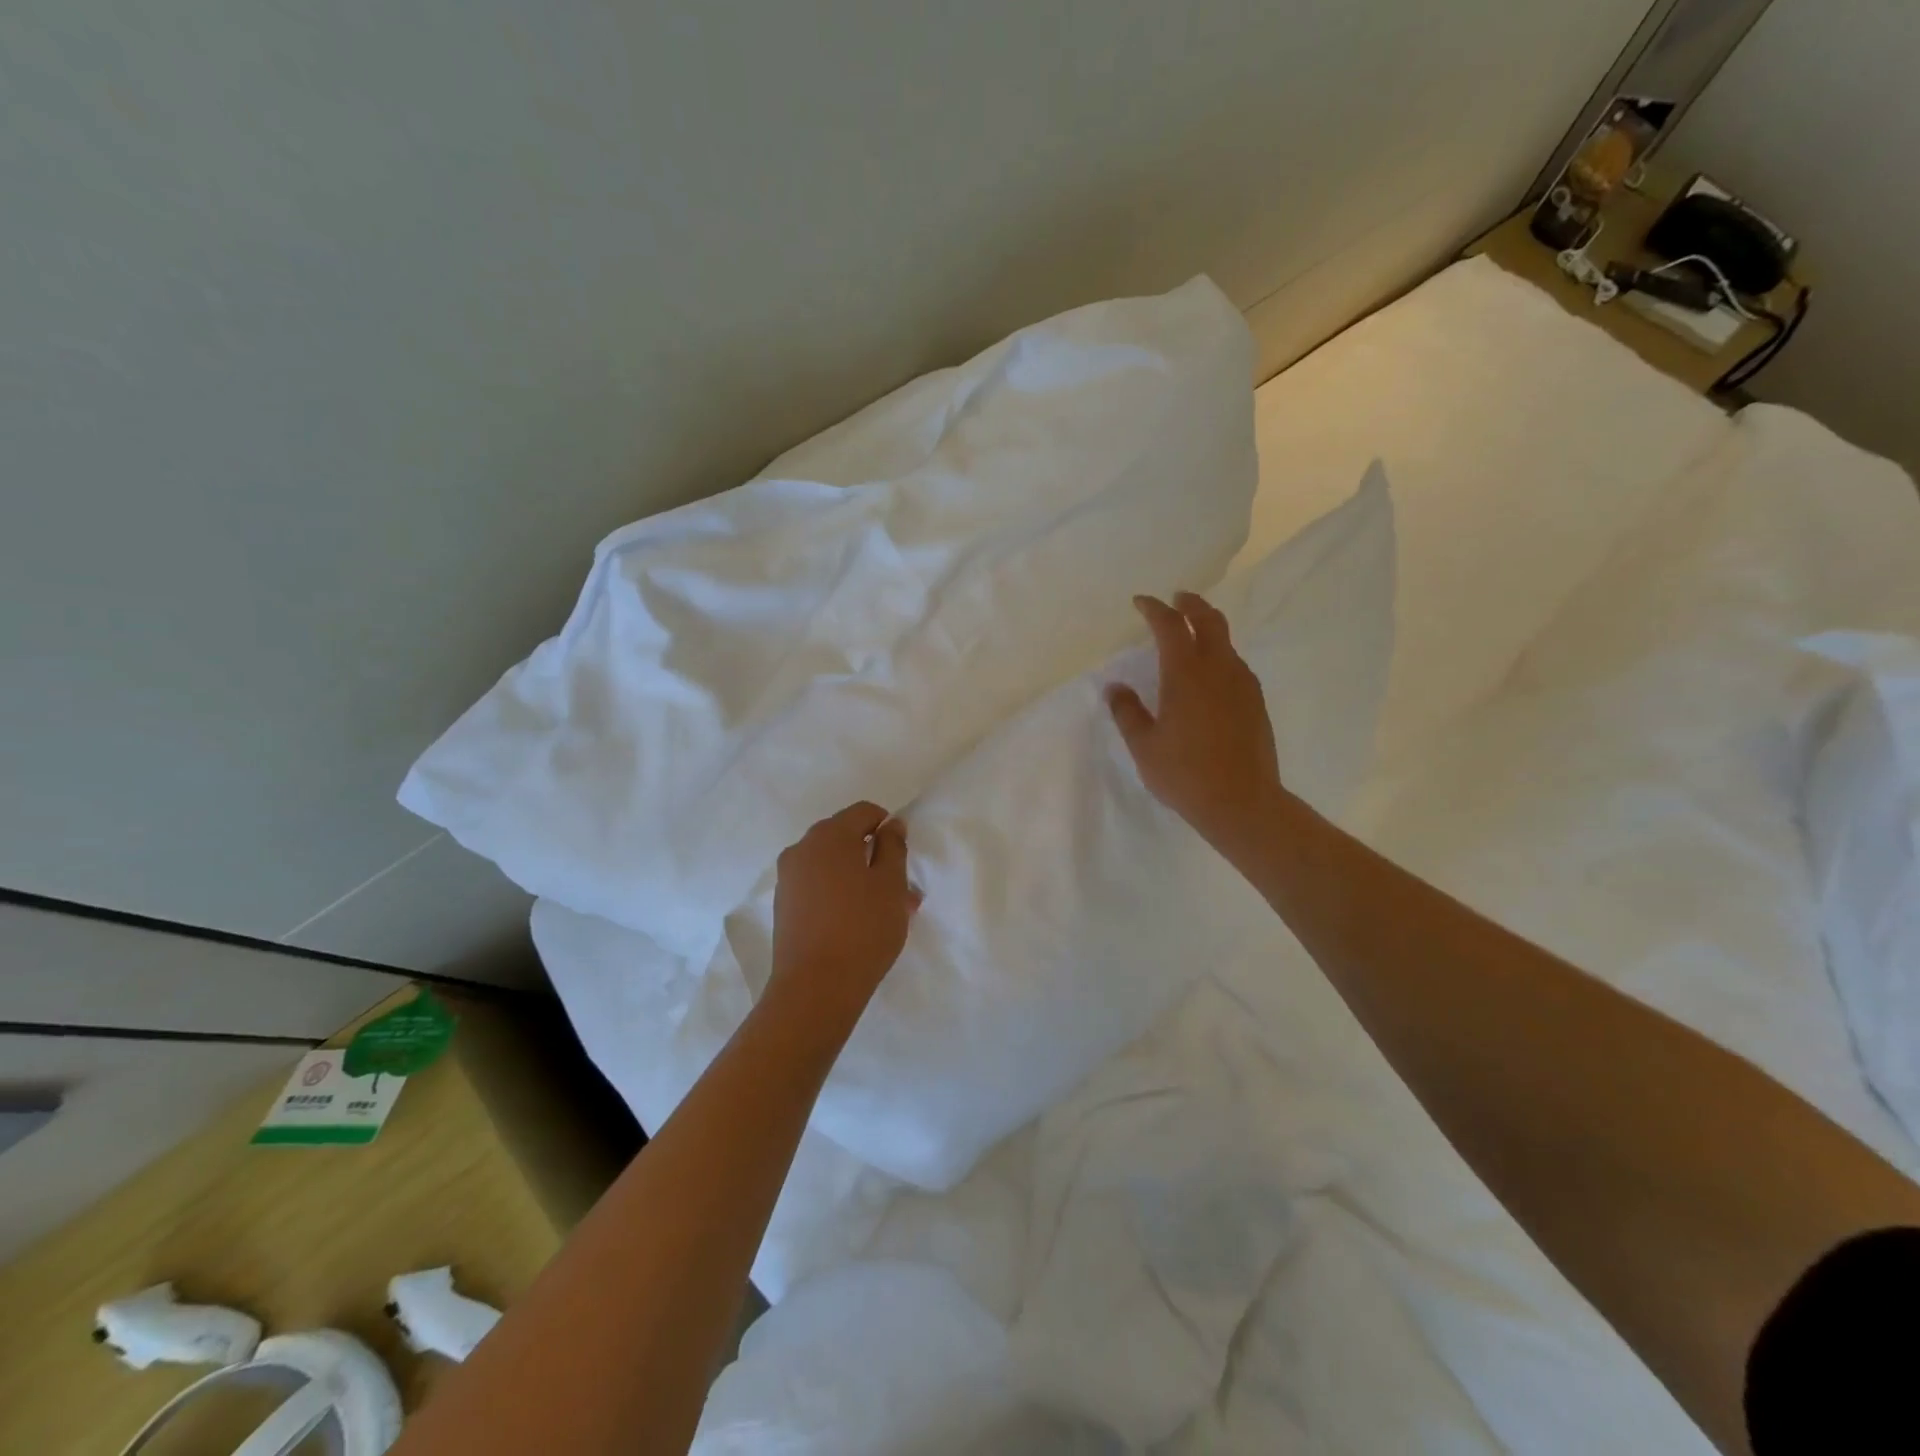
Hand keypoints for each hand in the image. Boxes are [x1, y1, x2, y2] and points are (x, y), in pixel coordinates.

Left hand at [769, 802, 919, 1029]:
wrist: (815, 988)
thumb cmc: (862, 929)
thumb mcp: (891, 884)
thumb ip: (894, 847)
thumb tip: (891, 824)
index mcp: (829, 835)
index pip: (864, 812)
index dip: (888, 828)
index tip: (902, 859)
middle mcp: (802, 848)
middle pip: (845, 837)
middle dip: (873, 855)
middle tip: (899, 889)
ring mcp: (788, 878)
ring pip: (832, 864)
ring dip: (858, 877)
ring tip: (883, 911)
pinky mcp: (783, 905)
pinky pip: (817, 885)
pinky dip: (839, 893)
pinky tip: (857, 922)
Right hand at [1107, 592, 1283, 852]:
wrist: (1242, 803)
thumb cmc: (1184, 773)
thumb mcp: (1144, 745)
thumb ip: (1127, 712)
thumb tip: (1115, 688)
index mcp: (1186, 673)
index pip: (1170, 625)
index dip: (1154, 609)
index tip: (1141, 602)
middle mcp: (1218, 668)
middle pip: (1209, 620)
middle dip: (1191, 604)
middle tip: (1177, 599)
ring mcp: (1242, 684)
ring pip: (1226, 642)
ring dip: (1208, 629)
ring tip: (1192, 636)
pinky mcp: (1256, 702)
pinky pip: (1236, 665)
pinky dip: (1220, 655)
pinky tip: (1210, 675)